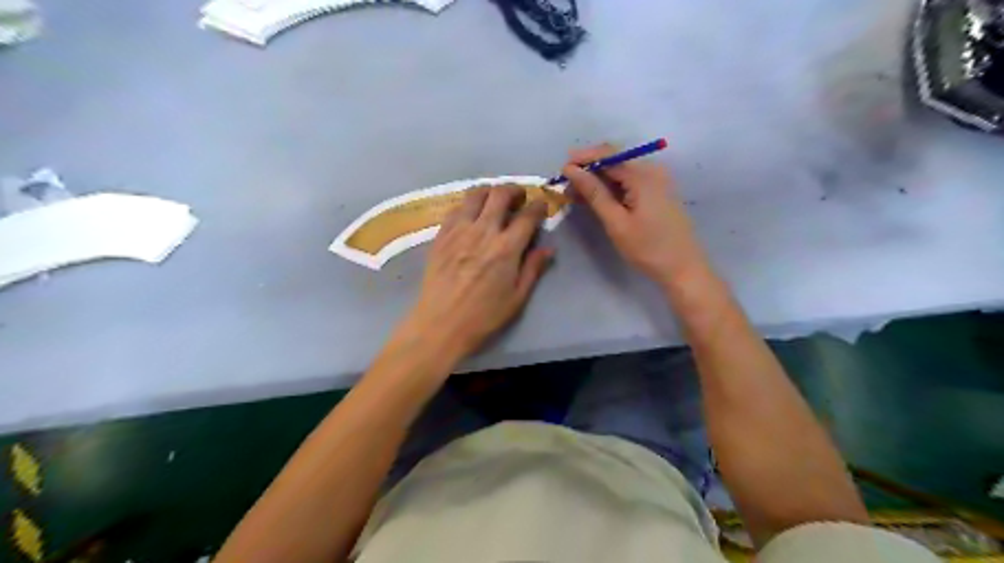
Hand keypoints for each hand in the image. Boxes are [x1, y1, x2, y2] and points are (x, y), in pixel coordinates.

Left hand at [399, 184, 551, 360]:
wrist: (441, 324)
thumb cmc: (484, 316)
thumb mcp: (517, 298)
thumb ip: (533, 269)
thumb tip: (549, 249)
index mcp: (506, 248)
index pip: (527, 215)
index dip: (538, 206)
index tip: (541, 205)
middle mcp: (483, 231)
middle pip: (500, 194)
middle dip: (514, 190)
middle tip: (519, 198)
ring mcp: (459, 231)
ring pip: (475, 195)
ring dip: (489, 192)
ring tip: (494, 200)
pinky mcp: (441, 235)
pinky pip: (455, 208)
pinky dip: (468, 205)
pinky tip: (471, 215)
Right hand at [564, 143, 704, 287]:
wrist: (683, 268)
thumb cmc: (648, 248)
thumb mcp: (616, 222)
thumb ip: (594, 193)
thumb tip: (571, 170)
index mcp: (643, 174)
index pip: (608, 154)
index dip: (583, 158)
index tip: (561, 169)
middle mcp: (652, 170)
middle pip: (615, 159)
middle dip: (589, 169)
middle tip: (566, 184)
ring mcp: (657, 180)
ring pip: (621, 171)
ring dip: (598, 179)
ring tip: (576, 194)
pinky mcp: (657, 191)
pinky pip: (629, 181)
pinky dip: (611, 187)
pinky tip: (596, 198)